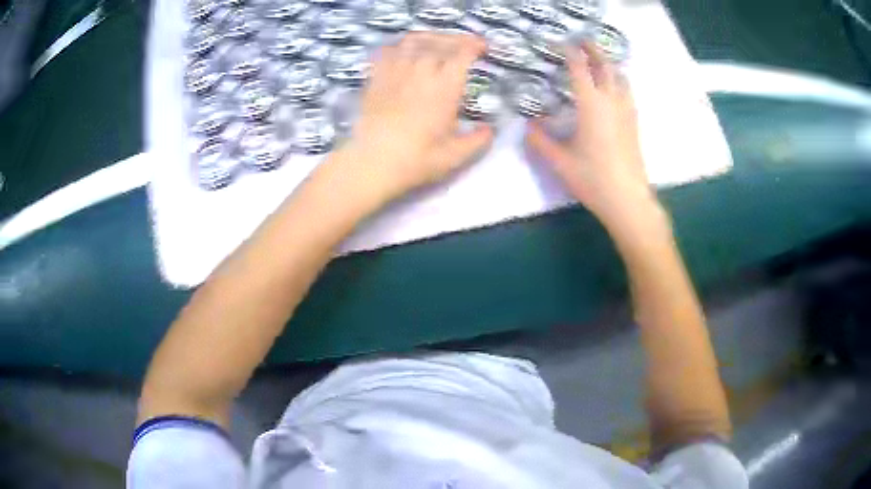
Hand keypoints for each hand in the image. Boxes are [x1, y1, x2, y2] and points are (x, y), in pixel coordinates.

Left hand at [332, 32, 493, 202]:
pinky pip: (389, 50)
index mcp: (444, 87)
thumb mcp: (454, 156)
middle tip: (465, 44)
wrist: (371, 163)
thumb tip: (489, 131)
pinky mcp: (376, 78)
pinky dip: (401, 45)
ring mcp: (395, 72)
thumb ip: (476, 141)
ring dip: (430, 37)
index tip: (483, 47)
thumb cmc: (415, 160)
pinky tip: (404, 52)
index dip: (475, 45)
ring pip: (414, 41)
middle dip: (456, 39)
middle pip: (440, 42)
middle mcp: (421, 71)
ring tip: (437, 42)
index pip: (462, 54)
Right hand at [526, 44, 656, 230]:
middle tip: (583, 41)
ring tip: (600, 61)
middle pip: (606, 65)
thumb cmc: (593, 179)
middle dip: (594, 50)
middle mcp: (611, 101)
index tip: (560, 43)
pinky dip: (619, 82)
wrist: (628, 199)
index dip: (569, 52)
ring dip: (610, 64)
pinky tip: (614, 90)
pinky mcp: (634, 124)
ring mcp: (626, 112)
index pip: (579, 68)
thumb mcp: (560, 162)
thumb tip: (527, 126)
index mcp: (591, 104)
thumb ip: (540, 141)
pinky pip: (627, 93)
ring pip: (621, 78)